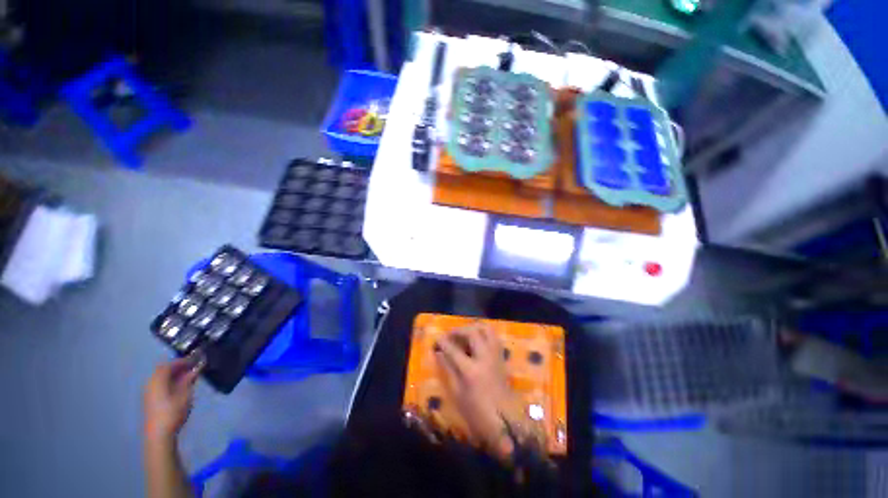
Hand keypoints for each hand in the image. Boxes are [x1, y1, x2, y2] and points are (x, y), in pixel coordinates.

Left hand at [143, 358, 201, 442]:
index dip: (183, 361)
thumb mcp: (185, 393)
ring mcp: (149, 392)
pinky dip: (169, 382)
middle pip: (163, 370)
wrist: (160, 433)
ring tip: (188, 377)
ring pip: (161, 377)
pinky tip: (179, 387)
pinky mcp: (150, 400)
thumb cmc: (173, 411)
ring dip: (174, 374)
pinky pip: (159, 384)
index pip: (170, 364)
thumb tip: (198, 365)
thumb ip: (190, 378)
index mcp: (158, 379)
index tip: (196, 360)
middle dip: (178, 367)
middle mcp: (151, 382)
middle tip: (193, 367)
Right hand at [434, 323, 526, 456]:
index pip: (453, 349)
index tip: (437, 339)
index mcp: (471, 371)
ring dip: (473, 328)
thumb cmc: (477, 412)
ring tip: (464, 333)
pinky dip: (483, 333)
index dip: (443, 342)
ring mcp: (495, 356)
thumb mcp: (457, 394)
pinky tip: (476, 340)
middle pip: (472, 333)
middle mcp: (485, 358)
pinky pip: (493, 336)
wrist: (505, 421)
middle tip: (450, 335)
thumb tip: (439, 353)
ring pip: (486, 330)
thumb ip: (448, 369)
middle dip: (458, 330)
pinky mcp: (501, 357)